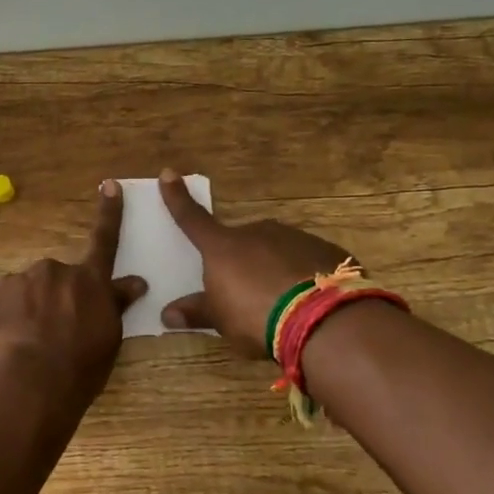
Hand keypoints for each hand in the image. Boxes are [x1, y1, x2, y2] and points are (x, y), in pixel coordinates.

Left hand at [0, 180, 147, 407]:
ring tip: (24, 348)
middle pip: (54, 279)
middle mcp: (53, 271)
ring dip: (24, 312)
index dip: (109, 213)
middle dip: (52, 299)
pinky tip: (3, 349)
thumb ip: (115, 305)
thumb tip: (135, 282)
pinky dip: (0, 325)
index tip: (110, 185)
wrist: (27, 385)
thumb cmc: (79, 369)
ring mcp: (16, 282)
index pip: (104, 241)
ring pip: (22, 293)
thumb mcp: (108, 339)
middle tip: (50, 336)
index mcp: (88, 281)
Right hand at [156, 168, 353, 357]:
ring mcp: (294, 237)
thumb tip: (167, 314)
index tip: (168, 174)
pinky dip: (304, 275)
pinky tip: (310, 300)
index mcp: (223, 247)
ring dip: (275, 268)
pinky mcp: (326, 250)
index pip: (192, 219)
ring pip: (277, 249)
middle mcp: (257, 232)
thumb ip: (197, 312)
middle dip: (243, 261)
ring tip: (283, 303)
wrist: (322, 319)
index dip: (178, 198)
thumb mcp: (221, 319)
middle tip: (249, 293)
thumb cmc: (256, 316)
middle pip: (242, 242)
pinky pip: (307, 260)